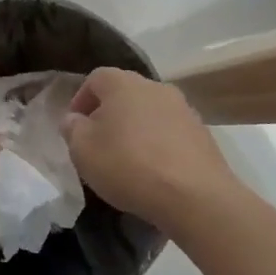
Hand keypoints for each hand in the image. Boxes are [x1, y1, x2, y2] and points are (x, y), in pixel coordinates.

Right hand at [63, 68, 244, 234]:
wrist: (195, 196)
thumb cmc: (129, 166)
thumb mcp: (83, 150)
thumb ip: (73, 128)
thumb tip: (75, 119)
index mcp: (123, 83)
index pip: (95, 78)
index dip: (80, 99)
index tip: (75, 126)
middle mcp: (155, 87)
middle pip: (125, 92)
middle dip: (109, 113)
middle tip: (99, 141)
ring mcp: (183, 109)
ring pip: (150, 112)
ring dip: (136, 128)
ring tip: (127, 159)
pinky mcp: (203, 133)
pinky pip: (171, 132)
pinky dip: (158, 144)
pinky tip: (154, 170)